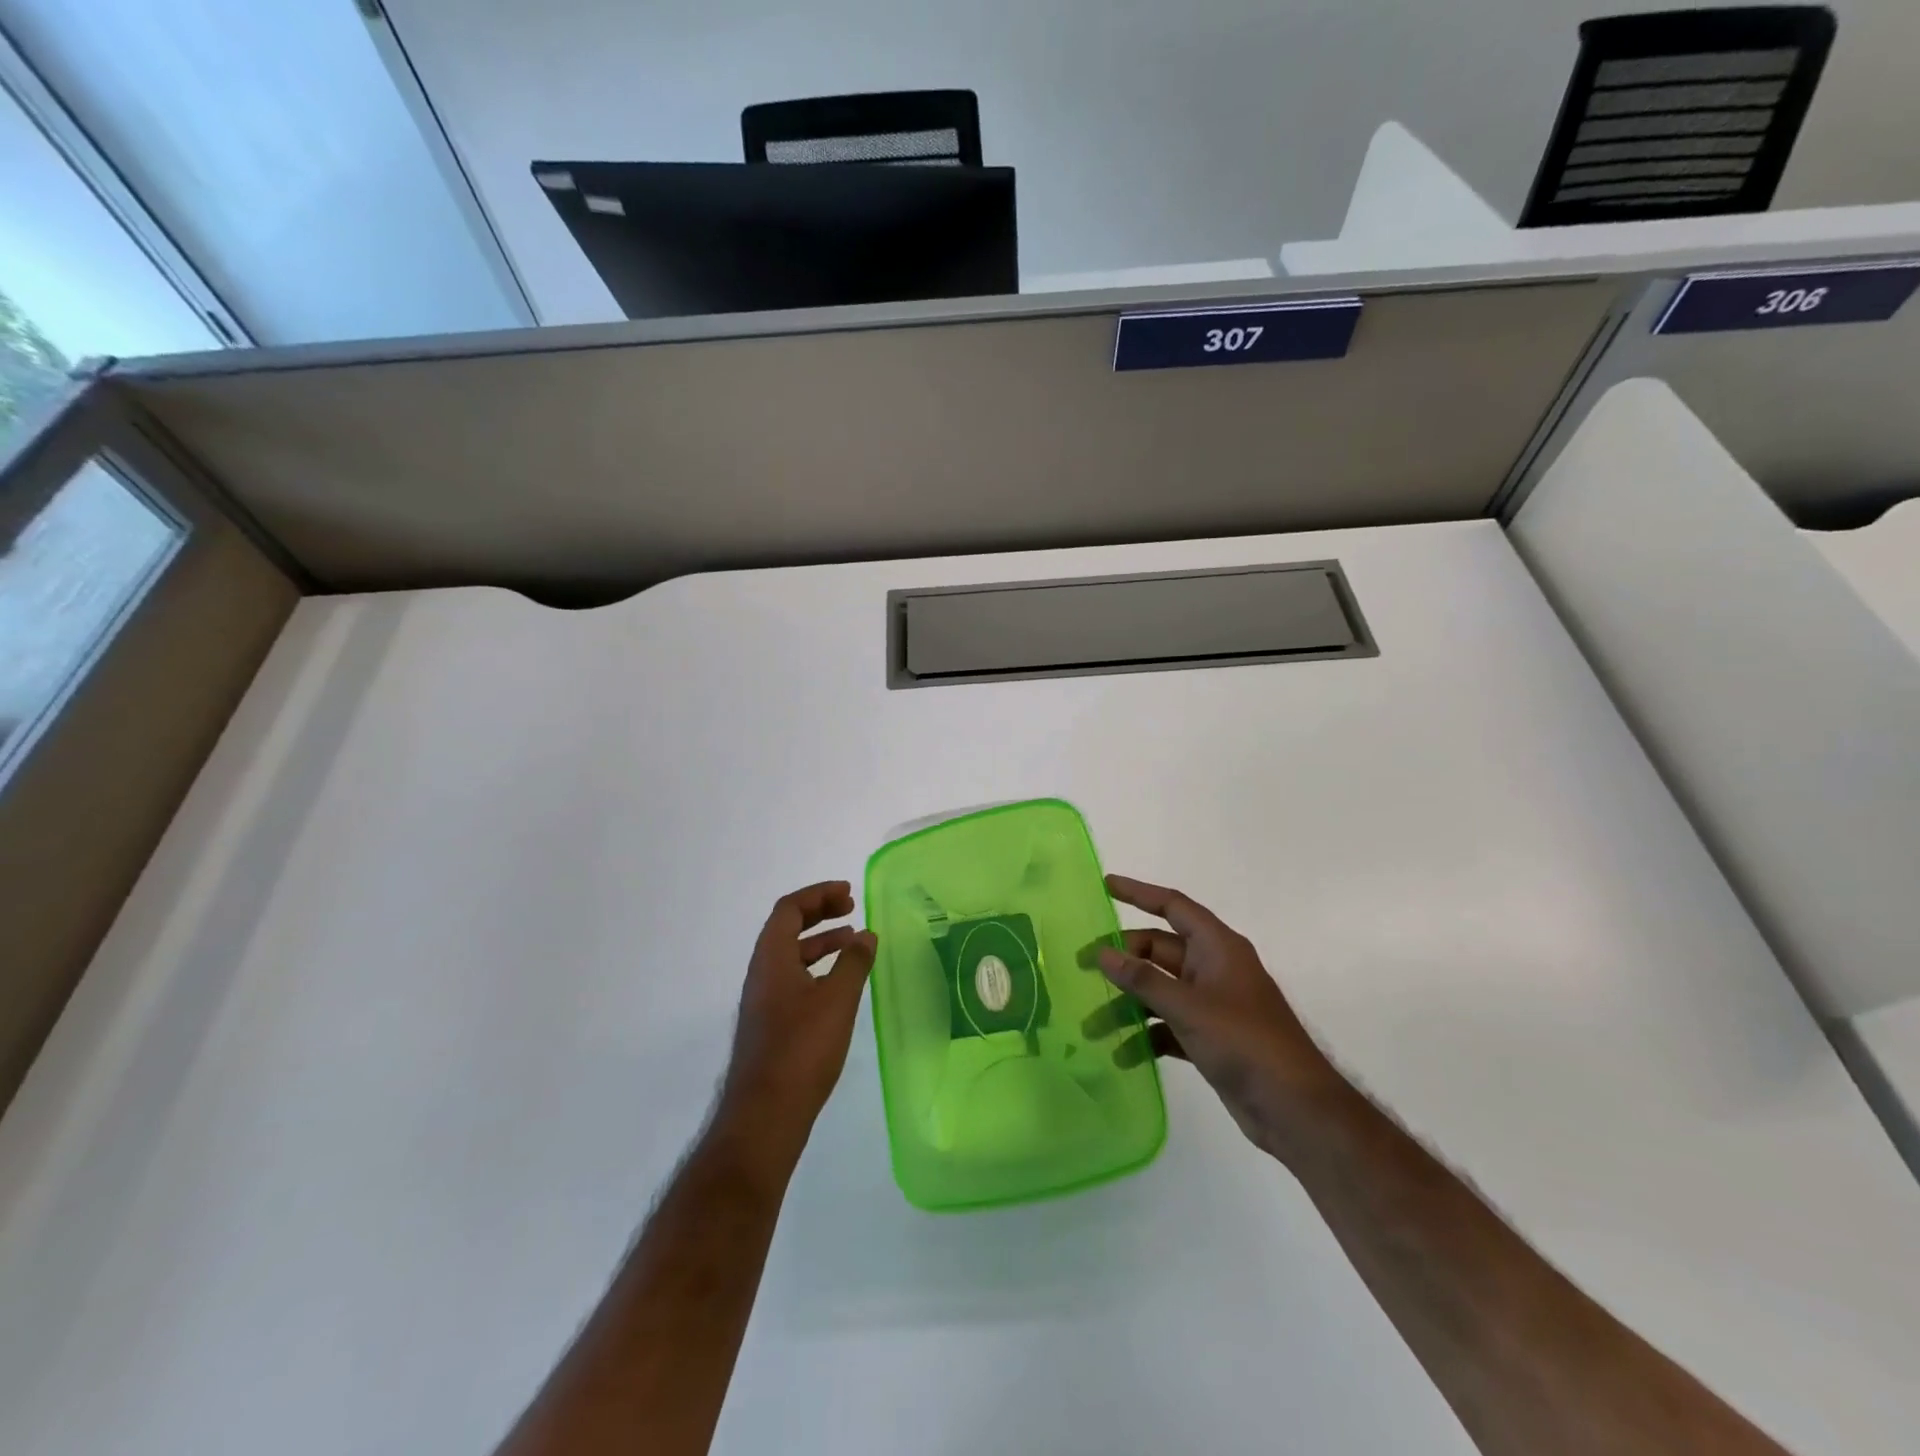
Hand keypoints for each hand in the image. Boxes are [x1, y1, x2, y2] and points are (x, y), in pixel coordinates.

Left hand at [717, 881, 876, 1155]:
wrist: (765, 1114)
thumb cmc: (802, 1049)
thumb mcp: (837, 999)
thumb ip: (853, 962)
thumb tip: (866, 935)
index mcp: (771, 958)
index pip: (789, 909)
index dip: (818, 895)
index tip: (849, 894)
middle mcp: (761, 973)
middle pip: (787, 928)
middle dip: (819, 914)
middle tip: (852, 910)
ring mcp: (763, 1001)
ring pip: (790, 956)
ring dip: (821, 942)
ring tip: (854, 943)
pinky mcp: (770, 1025)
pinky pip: (793, 979)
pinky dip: (817, 969)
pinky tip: (840, 985)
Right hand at [1096, 874, 1344, 1162]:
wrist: (1296, 1109)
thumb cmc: (1245, 1042)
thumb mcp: (1188, 1007)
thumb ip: (1143, 979)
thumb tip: (1102, 953)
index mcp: (1217, 947)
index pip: (1173, 906)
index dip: (1139, 893)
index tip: (1105, 885)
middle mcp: (1213, 968)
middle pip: (1159, 950)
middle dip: (1122, 960)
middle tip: (1083, 969)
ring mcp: (1212, 1005)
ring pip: (1159, 991)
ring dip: (1128, 1005)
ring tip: (1092, 1025)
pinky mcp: (1210, 1038)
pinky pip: (1168, 1025)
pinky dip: (1146, 1035)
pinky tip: (1123, 1054)